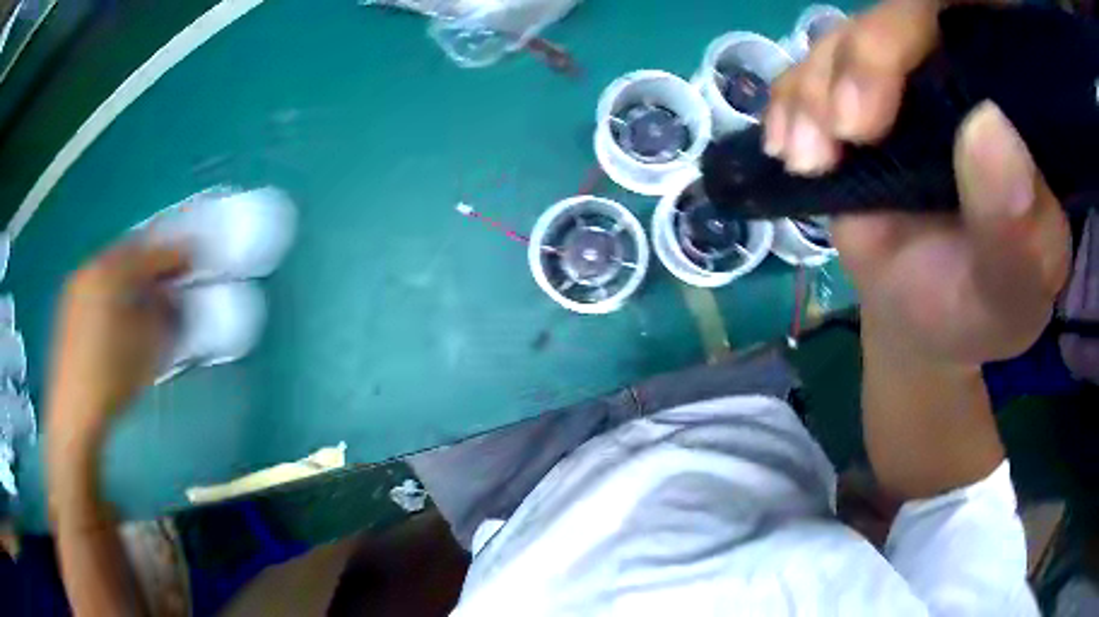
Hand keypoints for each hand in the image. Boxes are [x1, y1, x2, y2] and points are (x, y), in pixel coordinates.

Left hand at [47, 242, 188, 446]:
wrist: (74, 411)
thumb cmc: (112, 377)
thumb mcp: (148, 346)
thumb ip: (164, 312)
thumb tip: (170, 295)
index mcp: (111, 271)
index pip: (150, 254)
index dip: (175, 256)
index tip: (194, 262)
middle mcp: (92, 268)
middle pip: (128, 253)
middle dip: (151, 262)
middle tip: (171, 276)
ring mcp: (77, 285)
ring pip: (111, 268)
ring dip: (131, 275)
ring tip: (146, 293)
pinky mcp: (69, 306)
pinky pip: (98, 283)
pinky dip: (114, 287)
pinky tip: (120, 308)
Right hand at [766, 0, 1069, 364]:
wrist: (927, 318)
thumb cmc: (978, 309)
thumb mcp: (1011, 290)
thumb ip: (1018, 229)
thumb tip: (990, 124)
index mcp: (1015, 111)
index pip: (968, 28)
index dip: (918, 34)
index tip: (885, 108)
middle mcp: (960, 77)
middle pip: (896, 20)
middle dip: (858, 64)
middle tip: (844, 135)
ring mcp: (902, 81)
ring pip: (844, 41)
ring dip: (813, 90)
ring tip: (808, 161)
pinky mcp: (855, 100)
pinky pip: (808, 70)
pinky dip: (788, 102)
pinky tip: (787, 148)